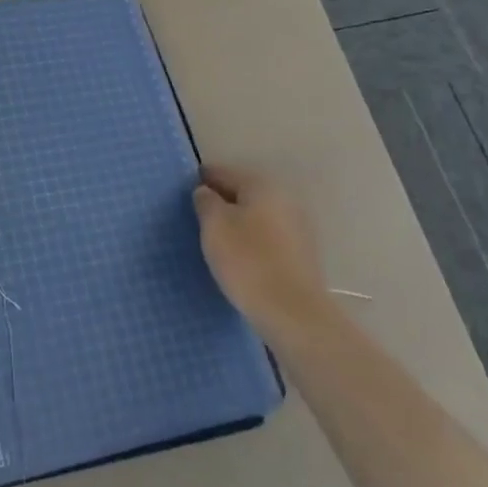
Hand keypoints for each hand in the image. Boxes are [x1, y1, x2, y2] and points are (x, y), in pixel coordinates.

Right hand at [194, 165, 328, 340]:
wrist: (294, 314)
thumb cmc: (248, 261)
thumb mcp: (214, 225)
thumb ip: (205, 201)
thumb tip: (207, 193)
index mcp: (261, 185)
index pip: (223, 172)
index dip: (201, 180)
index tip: (185, 194)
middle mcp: (284, 199)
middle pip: (243, 194)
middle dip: (221, 203)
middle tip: (198, 220)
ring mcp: (298, 228)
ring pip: (257, 217)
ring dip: (238, 224)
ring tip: (217, 242)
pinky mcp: (302, 256)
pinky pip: (268, 239)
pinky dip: (252, 243)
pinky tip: (240, 260)